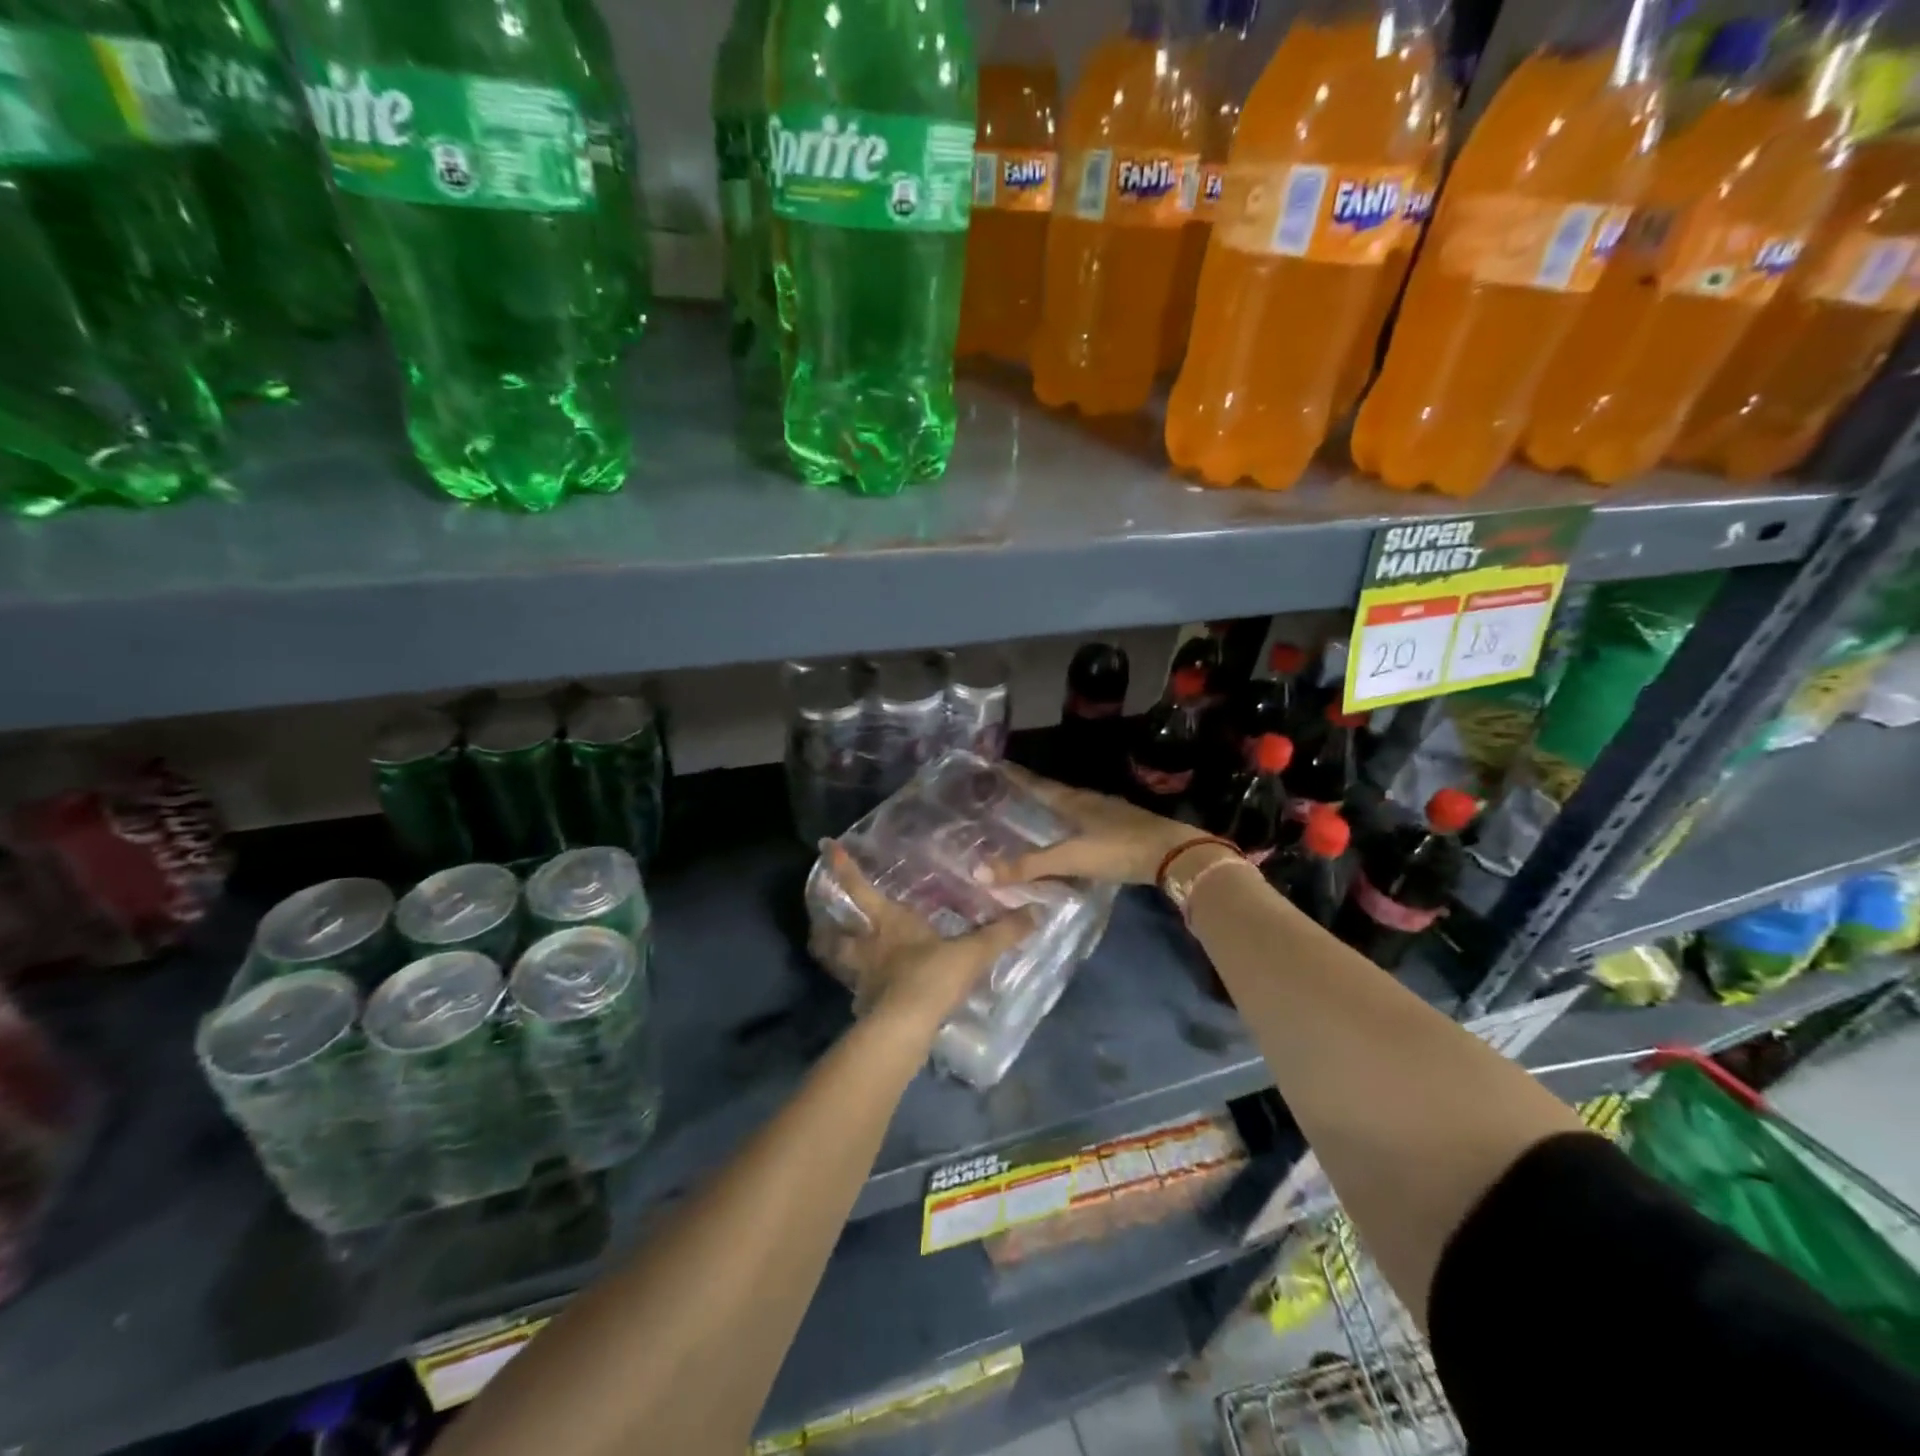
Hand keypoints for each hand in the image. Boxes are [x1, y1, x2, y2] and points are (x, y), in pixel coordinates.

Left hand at [810, 843, 1037, 1031]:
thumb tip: (1036, 912)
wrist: (904, 1028)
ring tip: (839, 955)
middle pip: (836, 934)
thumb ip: (1002, 933)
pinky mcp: (866, 1008)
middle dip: (826, 925)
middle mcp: (869, 948)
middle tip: (820, 920)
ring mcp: (863, 980)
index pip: (860, 889)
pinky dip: (861, 992)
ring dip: (837, 957)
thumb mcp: (972, 952)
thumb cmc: (931, 977)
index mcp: (888, 924)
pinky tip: (871, 996)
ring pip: (841, 964)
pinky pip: (859, 995)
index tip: (826, 847)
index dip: (844, 868)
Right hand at [988, 765, 1197, 886]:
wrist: (1174, 854)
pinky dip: (1070, 826)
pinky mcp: (1123, 828)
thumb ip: (1029, 866)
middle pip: (1053, 792)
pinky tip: (1069, 837)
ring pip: (1072, 807)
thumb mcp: (1071, 858)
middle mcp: (1089, 800)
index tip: (994, 764)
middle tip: (1006, 792)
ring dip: (1051, 809)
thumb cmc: (1119, 849)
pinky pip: (1086, 822)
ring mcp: (1109, 813)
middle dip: (1030, 791)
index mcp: (1074, 801)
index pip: (1037, 784)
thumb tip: (978, 872)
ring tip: (1032, 814)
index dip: (1015, 776)